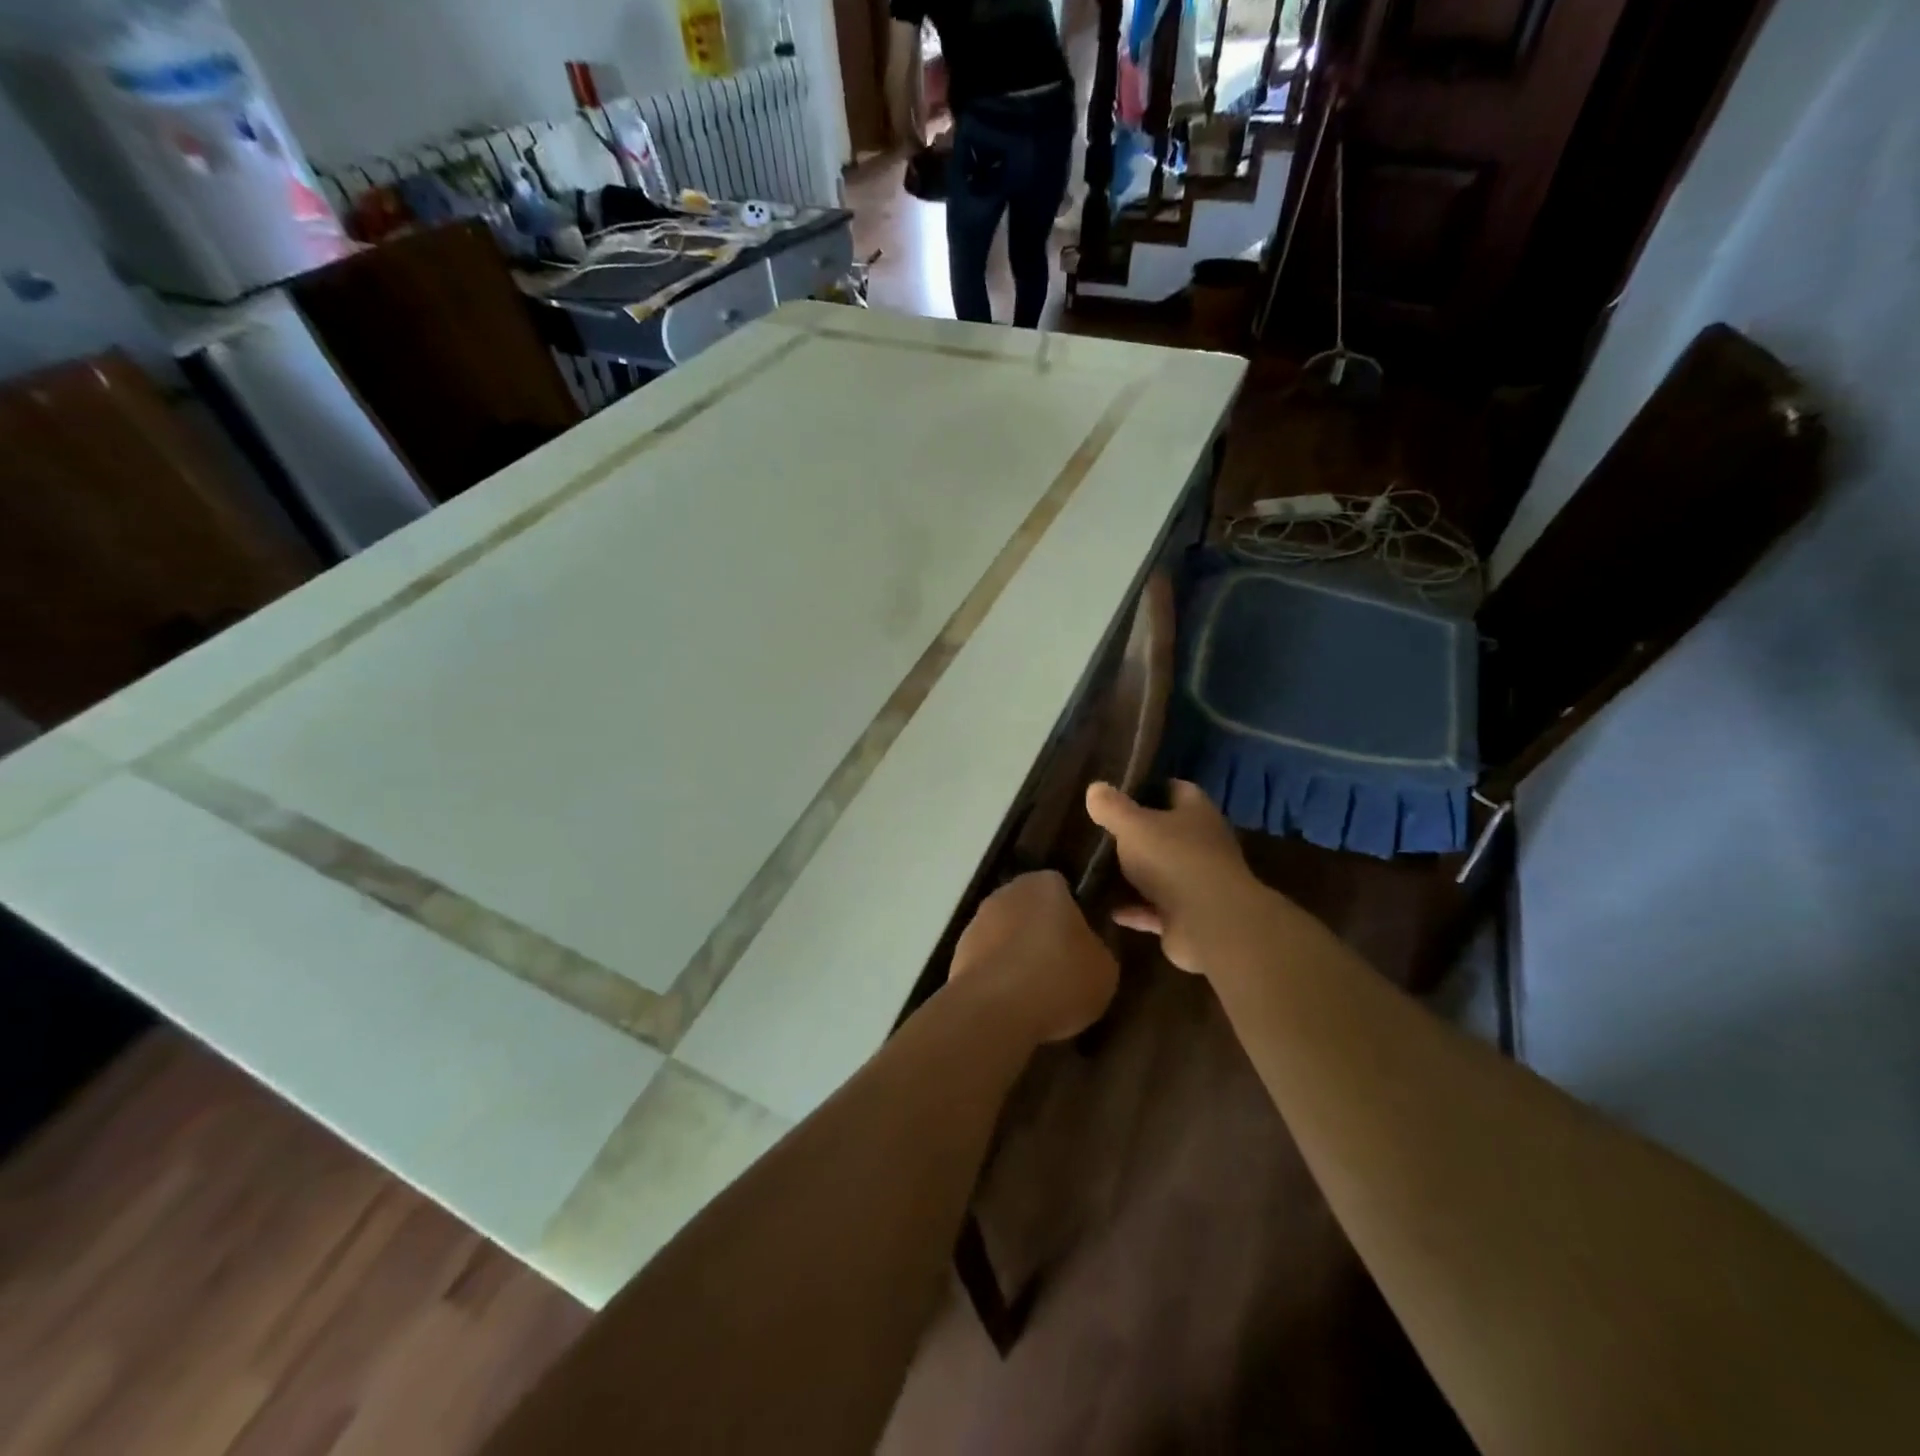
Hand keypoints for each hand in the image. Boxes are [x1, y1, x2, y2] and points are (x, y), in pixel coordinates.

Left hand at [949, 871, 1118, 1043]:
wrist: (996, 1009)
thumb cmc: (1060, 978)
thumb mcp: (1104, 968)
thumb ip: (1096, 949)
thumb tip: (1085, 949)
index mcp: (1045, 884)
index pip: (1062, 889)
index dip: (1073, 916)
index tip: (1080, 946)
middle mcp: (1007, 893)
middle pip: (1030, 910)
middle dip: (1041, 933)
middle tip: (1061, 969)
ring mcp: (977, 921)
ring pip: (1006, 935)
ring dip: (1017, 955)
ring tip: (1036, 994)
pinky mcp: (958, 953)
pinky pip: (987, 961)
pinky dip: (998, 977)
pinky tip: (1012, 1004)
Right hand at [1084, 780, 1264, 974]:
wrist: (1210, 924)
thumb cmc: (1173, 859)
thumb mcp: (1133, 825)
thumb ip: (1112, 807)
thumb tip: (1095, 788)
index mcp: (1197, 813)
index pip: (1178, 790)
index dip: (1152, 788)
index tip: (1122, 792)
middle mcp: (1204, 845)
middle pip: (1170, 833)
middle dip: (1142, 833)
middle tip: (1105, 831)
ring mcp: (1199, 883)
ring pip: (1164, 873)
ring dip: (1139, 875)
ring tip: (1102, 870)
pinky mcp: (1190, 917)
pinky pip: (1157, 910)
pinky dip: (1137, 910)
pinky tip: (1111, 910)